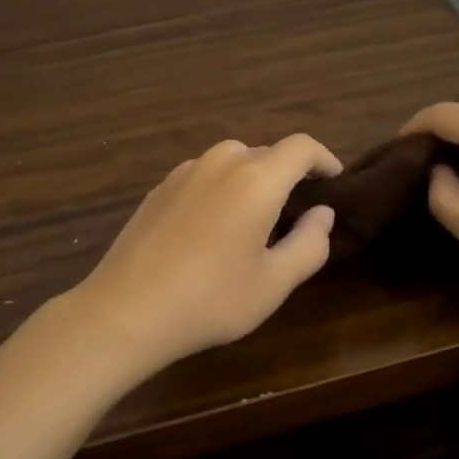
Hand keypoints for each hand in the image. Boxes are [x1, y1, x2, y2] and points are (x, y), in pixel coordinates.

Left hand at [68, 134, 341, 374]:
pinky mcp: (161, 187)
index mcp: (257, 178)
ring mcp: (186, 171)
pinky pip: (206, 175)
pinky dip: (222, 188)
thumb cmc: (210, 299)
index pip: (302, 147)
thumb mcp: (274, 283)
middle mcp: (223, 162)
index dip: (324, 159)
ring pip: (234, 162)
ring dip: (253, 181)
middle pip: (268, 153)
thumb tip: (323, 213)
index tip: (333, 182)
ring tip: (254, 222)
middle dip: (289, 176)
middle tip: (296, 215)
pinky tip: (213, 228)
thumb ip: (310, 243)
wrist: (125, 311)